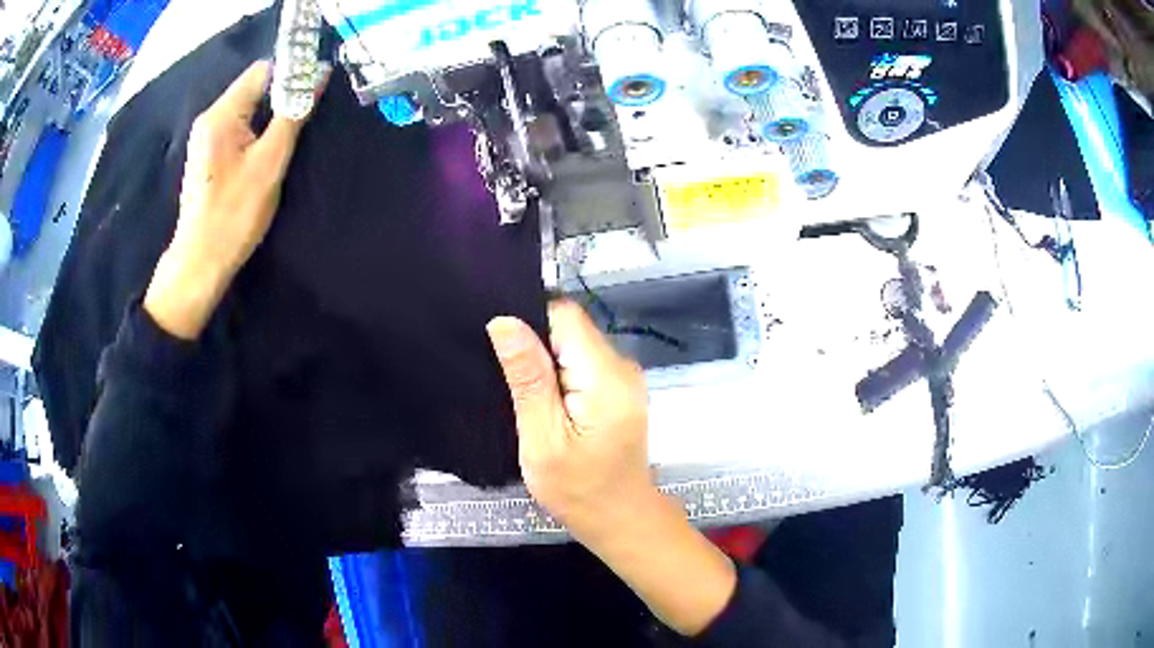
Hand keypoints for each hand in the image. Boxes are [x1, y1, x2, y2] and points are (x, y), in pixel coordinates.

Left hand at [144, 60, 327, 339]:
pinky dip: (255, 129)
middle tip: (306, 115)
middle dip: (281, 94)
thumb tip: (318, 76)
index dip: (292, 72)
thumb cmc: (234, 213)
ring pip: (246, 108)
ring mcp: (205, 136)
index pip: (263, 70)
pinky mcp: (206, 154)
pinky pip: (236, 126)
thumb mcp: (270, 162)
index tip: (315, 88)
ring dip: (270, 113)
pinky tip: (266, 150)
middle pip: (253, 87)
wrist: (199, 262)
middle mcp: (209, 117)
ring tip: (289, 133)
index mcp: (222, 113)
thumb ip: (293, 115)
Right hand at [486, 300, 651, 544]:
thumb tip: (504, 321)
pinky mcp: (618, 389)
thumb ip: (527, 378)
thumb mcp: (542, 438)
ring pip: (574, 345)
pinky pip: (582, 363)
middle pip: (570, 329)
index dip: (528, 322)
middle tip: (503, 376)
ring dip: (544, 362)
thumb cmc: (578, 489)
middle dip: (534, 344)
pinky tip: (543, 402)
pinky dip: (559, 375)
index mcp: (606, 375)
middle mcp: (622, 365)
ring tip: (521, 393)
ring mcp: (624, 377)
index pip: (564, 316)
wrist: (620, 519)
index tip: (499, 347)